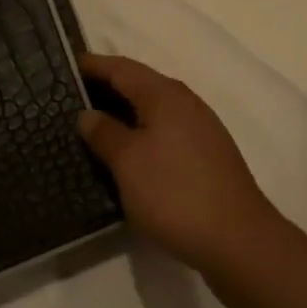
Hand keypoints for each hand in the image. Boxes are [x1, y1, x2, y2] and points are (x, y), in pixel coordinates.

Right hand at [76, 53, 282, 280]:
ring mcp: (201, 129)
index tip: (67, 65)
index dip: (93, 65)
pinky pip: (165, 133)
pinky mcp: (207, 157)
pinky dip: (143, 135)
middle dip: (107, 88)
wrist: (239, 242)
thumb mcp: (128, 162)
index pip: (121, 67)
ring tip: (95, 126)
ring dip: (125, 114)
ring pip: (154, 110)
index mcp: (164, 94)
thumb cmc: (175, 193)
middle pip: (139, 84)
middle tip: (72, 97)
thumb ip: (104, 133)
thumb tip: (87, 113)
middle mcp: (185, 102)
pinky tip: (129, 156)